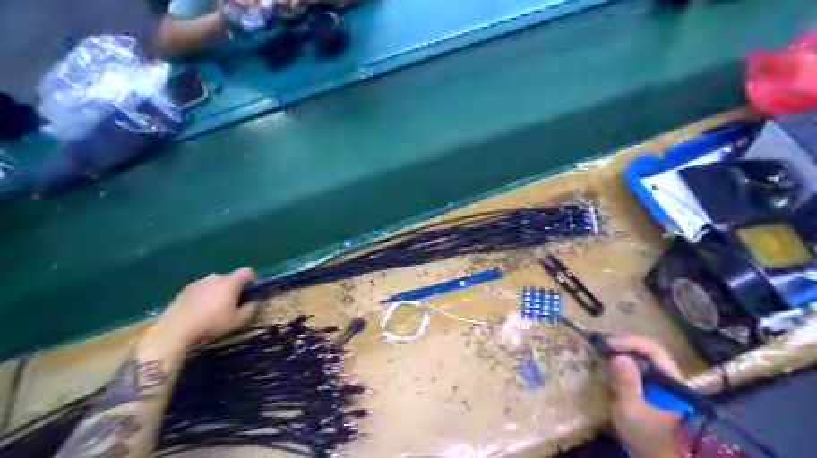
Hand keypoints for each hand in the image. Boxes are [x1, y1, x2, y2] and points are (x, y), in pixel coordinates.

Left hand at [141, 266, 260, 355]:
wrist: (175, 330)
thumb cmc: (212, 324)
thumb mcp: (238, 320)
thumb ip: (252, 308)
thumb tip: (258, 300)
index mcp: (230, 281)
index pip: (248, 271)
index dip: (252, 281)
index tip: (250, 294)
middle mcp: (215, 277)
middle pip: (231, 278)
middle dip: (235, 288)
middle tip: (233, 305)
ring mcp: (198, 281)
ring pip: (216, 283)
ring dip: (219, 292)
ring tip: (215, 309)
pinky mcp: (185, 289)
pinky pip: (202, 288)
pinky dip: (205, 296)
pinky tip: (200, 311)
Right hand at [606, 335, 683, 457]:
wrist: (652, 455)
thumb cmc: (645, 435)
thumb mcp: (632, 410)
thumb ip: (628, 383)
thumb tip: (619, 356)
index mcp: (672, 381)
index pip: (654, 351)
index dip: (630, 343)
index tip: (608, 344)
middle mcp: (668, 376)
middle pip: (648, 350)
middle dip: (624, 344)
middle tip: (602, 344)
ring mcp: (659, 381)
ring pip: (641, 355)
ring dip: (622, 350)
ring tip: (602, 349)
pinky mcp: (649, 385)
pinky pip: (636, 364)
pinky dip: (621, 359)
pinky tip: (607, 361)